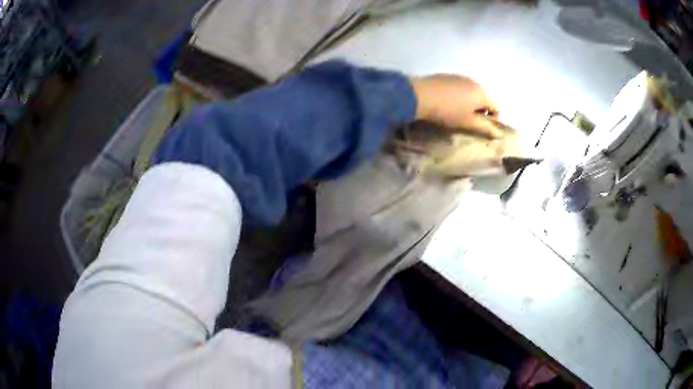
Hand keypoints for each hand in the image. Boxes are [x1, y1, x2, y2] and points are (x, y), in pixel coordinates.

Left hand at [410, 74, 501, 137]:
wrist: (420, 95)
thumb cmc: (448, 111)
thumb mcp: (468, 122)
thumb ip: (485, 128)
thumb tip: (500, 135)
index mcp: (482, 93)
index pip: (496, 108)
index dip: (492, 120)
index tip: (480, 128)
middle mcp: (474, 82)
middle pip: (484, 99)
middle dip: (480, 111)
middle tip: (467, 122)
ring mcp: (460, 77)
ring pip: (471, 93)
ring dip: (469, 104)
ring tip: (456, 113)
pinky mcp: (448, 76)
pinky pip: (460, 87)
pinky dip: (459, 96)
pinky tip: (447, 103)